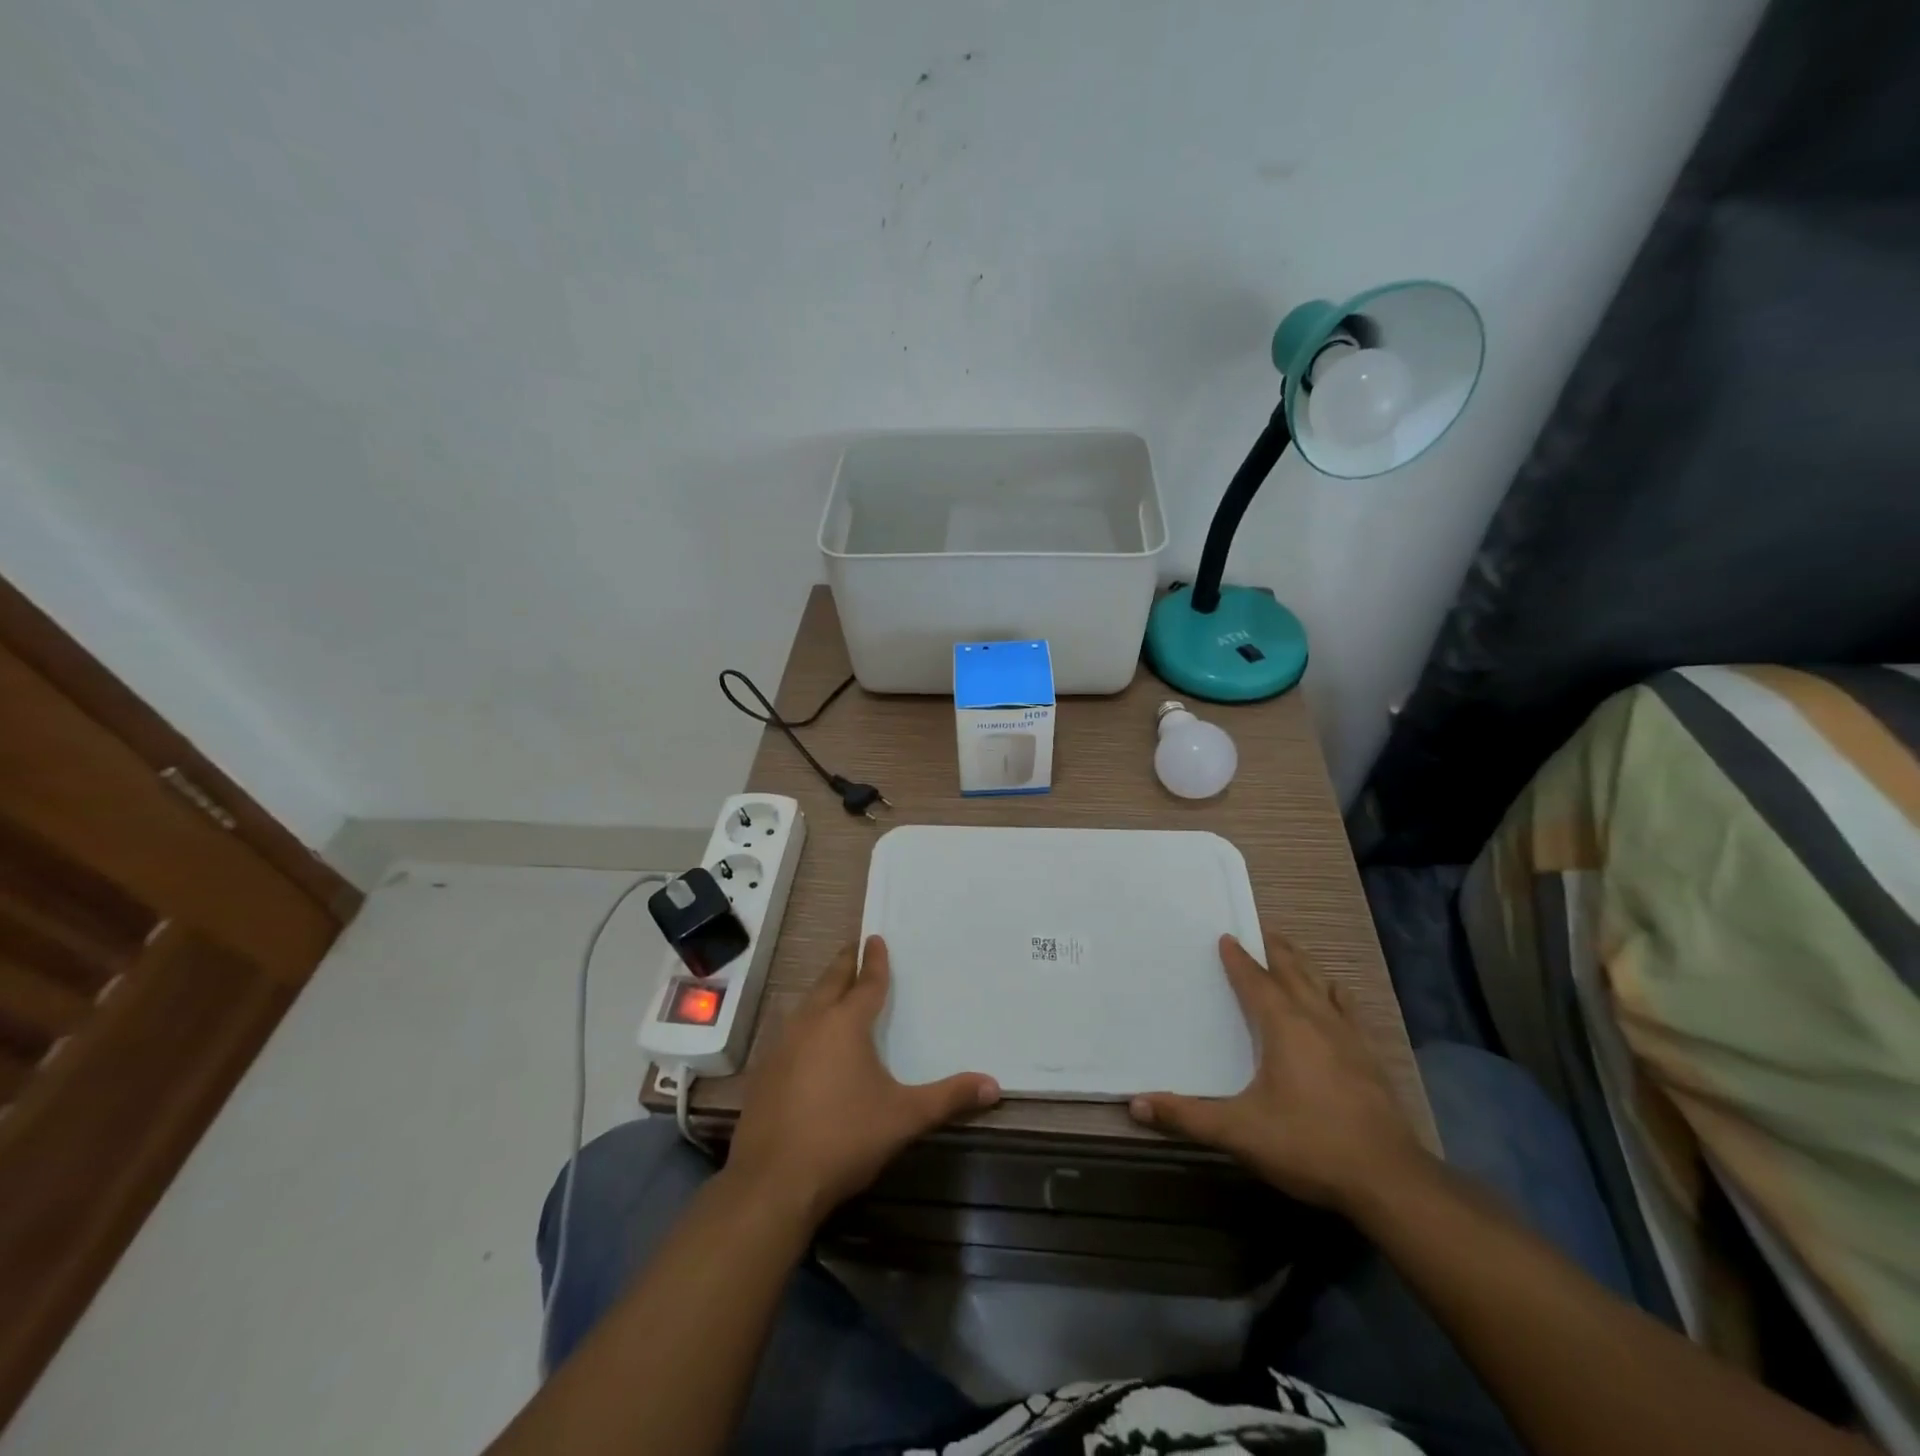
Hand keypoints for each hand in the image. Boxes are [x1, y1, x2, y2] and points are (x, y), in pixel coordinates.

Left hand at [726, 935, 999, 1225]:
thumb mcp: (904, 1118)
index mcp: (845, 1024)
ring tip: (832, 987)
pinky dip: (803, 1022)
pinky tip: (805, 1038)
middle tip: (853, 948)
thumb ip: (948, 1098)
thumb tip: (994, 1085)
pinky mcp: (763, 1072)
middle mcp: (810, 1024)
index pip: (866, 982)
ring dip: (821, 992)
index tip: (875, 938)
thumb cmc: (844, 1139)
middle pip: (830, 983)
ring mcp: (781, 1047)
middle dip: (844, 964)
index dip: (875, 961)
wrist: (773, 1182)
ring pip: (805, 1005)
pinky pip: (788, 1032)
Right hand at [1129, 930, 1428, 1214]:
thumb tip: (1134, 1104)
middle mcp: (1316, 1020)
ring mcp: (1349, 1037)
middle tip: (1260, 930)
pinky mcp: (1371, 1058)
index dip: (1238, 958)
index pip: (1255, 981)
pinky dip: (1337, 994)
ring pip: (1322, 985)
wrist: (1389, 1180)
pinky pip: (1350, 1010)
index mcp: (1283, 1026)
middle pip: (1293, 971)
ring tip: (1292, 951)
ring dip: (1304, 965)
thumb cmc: (1308, 1144)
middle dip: (1274, 949)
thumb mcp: (1239, 1132)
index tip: (1225, 937)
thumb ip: (1187, 1116)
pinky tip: (1338, 995)